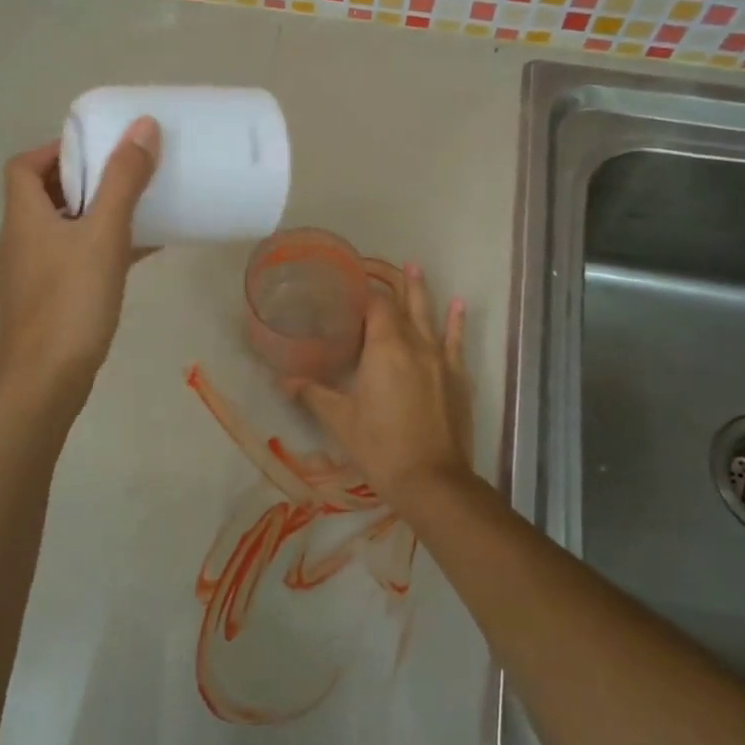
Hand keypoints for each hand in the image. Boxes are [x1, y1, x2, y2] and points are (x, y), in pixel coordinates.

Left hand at [0, 117, 160, 398]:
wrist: (46, 381)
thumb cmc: (71, 301)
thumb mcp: (103, 234)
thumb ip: (124, 180)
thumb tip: (143, 126)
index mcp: (24, 216)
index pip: (24, 165)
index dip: (56, 149)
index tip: (98, 147)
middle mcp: (21, 239)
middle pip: (45, 194)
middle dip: (85, 179)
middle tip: (126, 173)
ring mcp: (34, 273)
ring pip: (64, 228)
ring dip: (96, 213)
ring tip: (139, 206)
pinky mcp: (50, 299)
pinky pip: (77, 259)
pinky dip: (102, 247)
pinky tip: (140, 252)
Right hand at [282, 263, 472, 504]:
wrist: (432, 480)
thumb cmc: (380, 447)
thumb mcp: (339, 420)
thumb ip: (312, 394)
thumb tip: (285, 380)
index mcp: (384, 347)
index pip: (375, 305)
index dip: (364, 290)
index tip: (352, 281)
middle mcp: (415, 344)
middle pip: (404, 303)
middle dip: (395, 282)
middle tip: (387, 263)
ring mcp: (441, 359)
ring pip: (430, 316)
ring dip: (422, 291)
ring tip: (416, 267)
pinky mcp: (458, 378)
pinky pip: (456, 341)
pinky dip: (457, 322)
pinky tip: (459, 305)